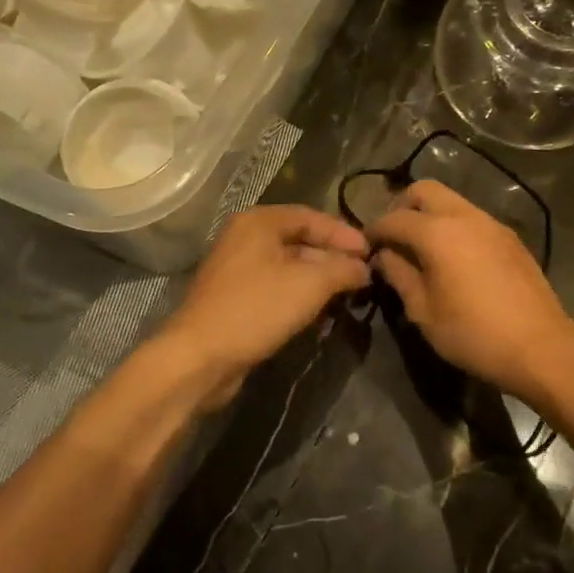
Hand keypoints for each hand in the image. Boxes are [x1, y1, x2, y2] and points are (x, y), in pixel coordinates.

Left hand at [152, 205, 369, 406]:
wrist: (201, 356)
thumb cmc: (257, 308)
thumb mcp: (310, 284)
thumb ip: (342, 269)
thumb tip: (364, 268)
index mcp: (259, 222)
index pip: (311, 216)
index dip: (343, 233)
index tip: (372, 253)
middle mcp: (244, 238)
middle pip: (299, 240)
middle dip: (332, 257)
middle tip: (363, 275)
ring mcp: (236, 269)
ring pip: (288, 266)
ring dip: (318, 278)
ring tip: (347, 294)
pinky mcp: (234, 298)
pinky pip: (275, 287)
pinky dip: (299, 295)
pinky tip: (319, 311)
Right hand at [368, 180, 573, 399]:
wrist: (541, 348)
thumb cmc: (473, 333)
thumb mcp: (423, 311)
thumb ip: (399, 275)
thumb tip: (384, 256)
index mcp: (438, 232)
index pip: (394, 218)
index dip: (374, 230)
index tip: (365, 246)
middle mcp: (465, 216)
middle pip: (424, 190)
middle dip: (402, 207)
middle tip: (394, 237)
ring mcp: (492, 224)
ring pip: (452, 201)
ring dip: (430, 215)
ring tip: (421, 249)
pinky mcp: (511, 238)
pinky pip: (472, 218)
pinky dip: (454, 226)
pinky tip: (453, 258)